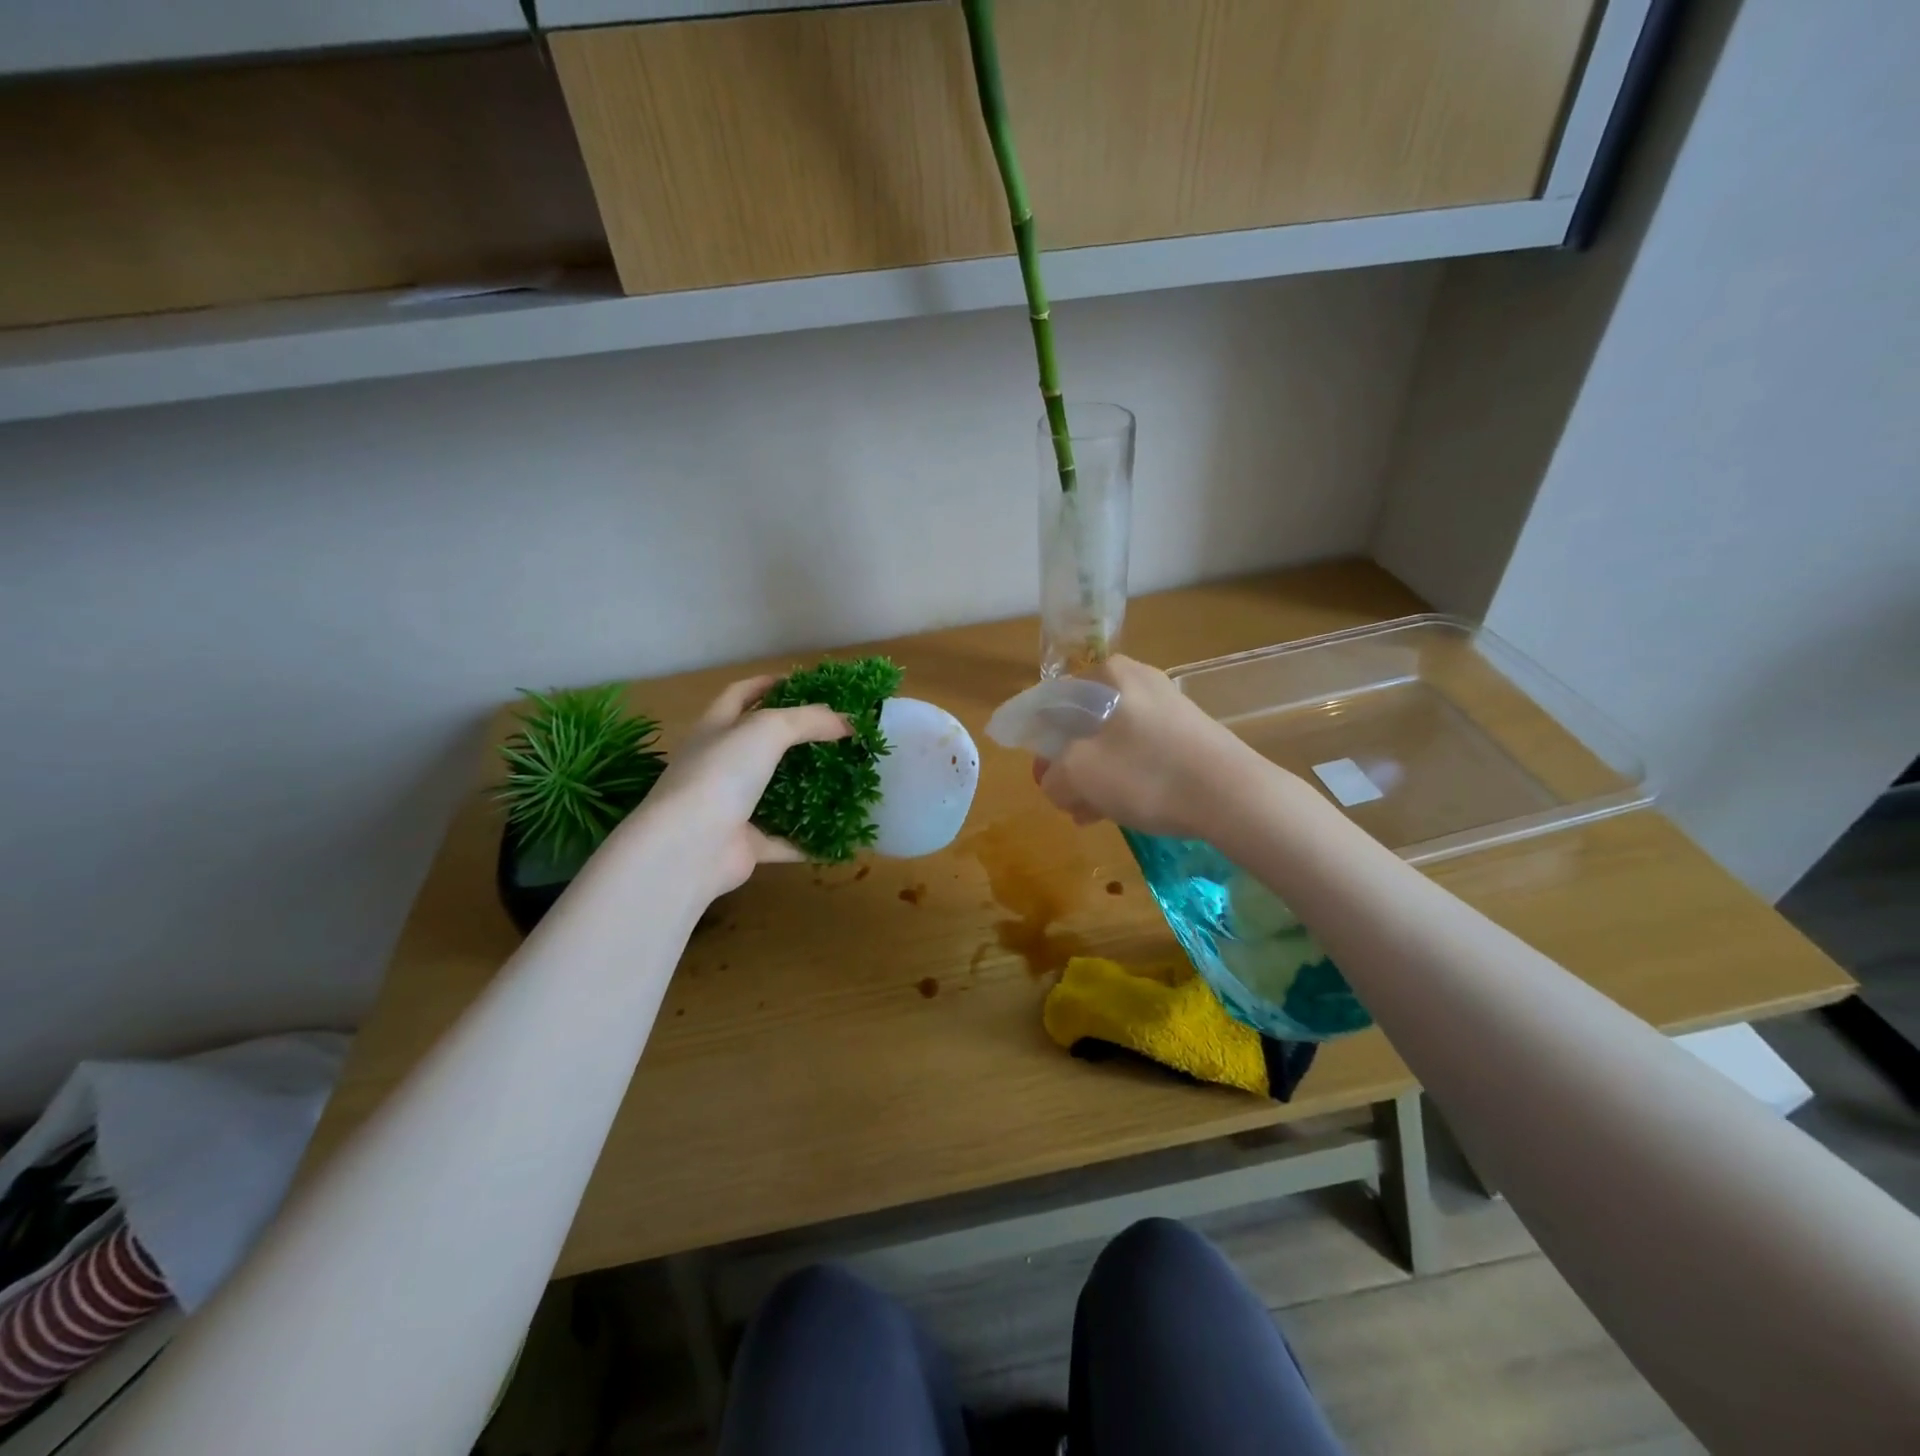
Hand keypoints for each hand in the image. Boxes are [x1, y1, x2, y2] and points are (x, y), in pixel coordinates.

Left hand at [613, 676, 849, 900]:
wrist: (687, 848)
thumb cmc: (721, 774)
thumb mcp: (767, 730)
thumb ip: (808, 720)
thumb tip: (847, 722)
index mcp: (715, 729)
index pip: (740, 695)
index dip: (767, 684)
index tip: (802, 683)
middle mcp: (719, 765)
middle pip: (760, 745)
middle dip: (796, 738)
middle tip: (835, 734)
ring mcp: (730, 807)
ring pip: (774, 793)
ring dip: (805, 788)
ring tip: (843, 778)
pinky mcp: (744, 844)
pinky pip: (783, 839)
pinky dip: (807, 838)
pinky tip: (837, 833)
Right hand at [1035, 655, 1254, 838]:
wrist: (1233, 796)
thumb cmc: (1145, 772)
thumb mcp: (1079, 774)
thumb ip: (1053, 777)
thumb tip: (1056, 783)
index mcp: (1109, 674)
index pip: (1055, 701)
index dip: (1039, 741)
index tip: (1041, 776)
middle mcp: (1139, 681)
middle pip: (1085, 723)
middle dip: (1070, 764)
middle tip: (1066, 800)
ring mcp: (1168, 708)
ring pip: (1113, 742)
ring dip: (1095, 777)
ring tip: (1089, 815)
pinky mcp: (1189, 736)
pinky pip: (1141, 754)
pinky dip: (1125, 778)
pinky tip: (1120, 811)